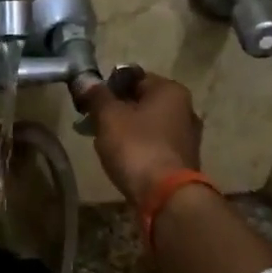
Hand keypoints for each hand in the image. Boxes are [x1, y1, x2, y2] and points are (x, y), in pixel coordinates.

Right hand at [81, 73, 202, 205]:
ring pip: (148, 124)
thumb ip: (96, 96)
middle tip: (93, 122)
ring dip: (126, 130)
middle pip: (142, 101)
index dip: (108, 86)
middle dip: (116, 109)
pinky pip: (154, 145)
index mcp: (170, 90)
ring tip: (104, 143)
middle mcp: (185, 109)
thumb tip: (84, 80)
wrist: (165, 196)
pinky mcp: (183, 161)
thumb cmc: (136, 147)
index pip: (133, 76)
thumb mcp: (109, 117)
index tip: (89, 101)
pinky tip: (122, 159)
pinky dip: (138, 147)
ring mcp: (187, 137)